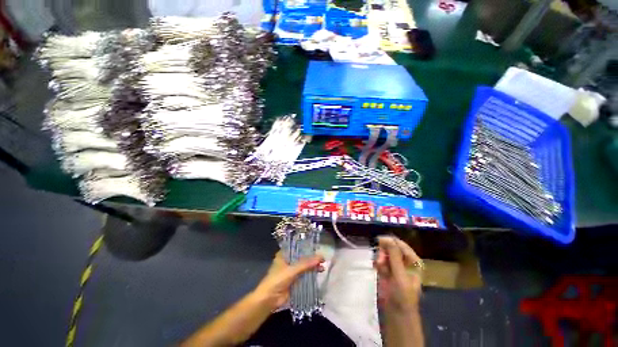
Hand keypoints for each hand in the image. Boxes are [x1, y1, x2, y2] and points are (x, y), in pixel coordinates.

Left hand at [253, 251, 323, 310]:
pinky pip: (304, 275)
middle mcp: (288, 261)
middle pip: (302, 257)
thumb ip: (306, 264)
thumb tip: (321, 257)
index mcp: (284, 254)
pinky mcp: (294, 281)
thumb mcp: (292, 270)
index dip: (306, 246)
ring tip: (323, 265)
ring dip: (312, 266)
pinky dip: (311, 274)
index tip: (317, 245)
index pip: (296, 246)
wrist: (269, 300)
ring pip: (304, 266)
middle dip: (311, 257)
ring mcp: (291, 271)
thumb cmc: (277, 280)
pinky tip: (319, 272)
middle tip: (322, 257)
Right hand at [374, 236, 422, 312]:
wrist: (397, 314)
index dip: (390, 241)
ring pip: (384, 254)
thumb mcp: (400, 274)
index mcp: (413, 261)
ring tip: (379, 267)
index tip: (379, 242)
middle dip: (384, 252)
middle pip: (391, 247)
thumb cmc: (403, 295)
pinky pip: (380, 261)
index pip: (400, 244)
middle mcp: (404, 261)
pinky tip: (378, 271)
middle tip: (380, 260)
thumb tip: (387, 238)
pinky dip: (378, 264)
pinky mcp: (387, 271)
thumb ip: (394, 256)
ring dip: (380, 259)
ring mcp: (395, 266)